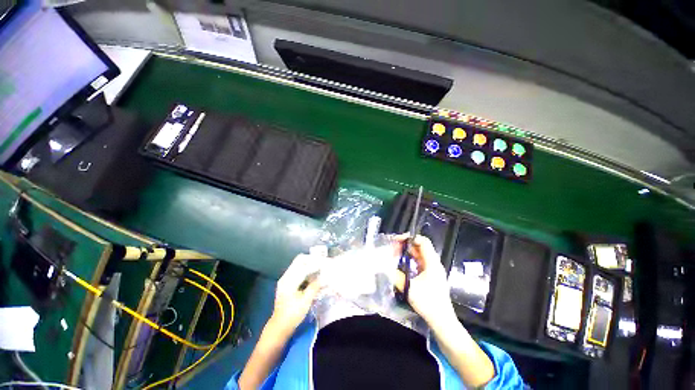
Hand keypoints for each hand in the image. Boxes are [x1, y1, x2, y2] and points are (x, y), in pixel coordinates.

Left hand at [269, 253, 322, 336]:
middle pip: (299, 261)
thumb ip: (314, 287)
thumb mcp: (306, 301)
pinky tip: (312, 276)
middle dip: (311, 260)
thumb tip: (323, 277)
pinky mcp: (286, 283)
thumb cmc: (293, 315)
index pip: (304, 266)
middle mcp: (286, 277)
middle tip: (322, 263)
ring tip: (319, 269)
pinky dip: (305, 270)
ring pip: (298, 265)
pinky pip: (297, 271)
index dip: (315, 264)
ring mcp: (285, 279)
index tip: (325, 263)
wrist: (279, 327)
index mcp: (289, 281)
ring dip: (309, 265)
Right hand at [393, 235, 456, 326]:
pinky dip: (409, 260)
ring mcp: (432, 270)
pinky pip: (418, 262)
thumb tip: (384, 265)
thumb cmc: (428, 303)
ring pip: (418, 254)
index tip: (396, 240)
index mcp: (432, 263)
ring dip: (406, 252)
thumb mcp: (409, 288)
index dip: (410, 238)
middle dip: (405, 245)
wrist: (442, 321)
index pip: (423, 241)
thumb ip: (395, 275)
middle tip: (392, 248)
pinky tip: (401, 264)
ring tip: (394, 254)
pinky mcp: (430, 276)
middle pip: (419, 247)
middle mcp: (433, 263)